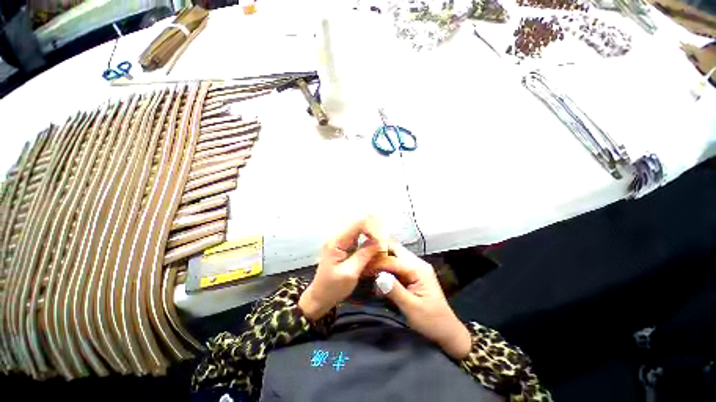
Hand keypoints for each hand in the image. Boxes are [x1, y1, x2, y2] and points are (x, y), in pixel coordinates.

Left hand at [298, 216, 387, 320]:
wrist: (319, 297)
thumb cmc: (333, 287)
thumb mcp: (350, 273)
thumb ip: (364, 255)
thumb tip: (378, 242)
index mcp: (337, 241)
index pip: (357, 224)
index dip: (372, 227)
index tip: (382, 239)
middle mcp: (337, 237)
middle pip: (358, 224)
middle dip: (373, 229)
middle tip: (384, 240)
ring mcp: (340, 241)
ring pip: (359, 229)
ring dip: (371, 233)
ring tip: (381, 242)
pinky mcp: (343, 246)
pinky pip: (357, 237)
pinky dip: (367, 239)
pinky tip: (374, 246)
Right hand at [368, 242, 471, 359]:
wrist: (447, 331)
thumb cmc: (431, 321)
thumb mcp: (412, 308)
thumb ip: (395, 290)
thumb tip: (378, 276)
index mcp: (418, 269)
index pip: (392, 259)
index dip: (376, 262)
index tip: (362, 267)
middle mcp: (417, 263)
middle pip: (394, 248)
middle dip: (378, 251)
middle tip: (364, 259)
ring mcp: (415, 266)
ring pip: (394, 253)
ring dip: (381, 257)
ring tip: (368, 265)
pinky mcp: (412, 273)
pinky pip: (396, 263)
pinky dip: (385, 265)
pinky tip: (377, 273)